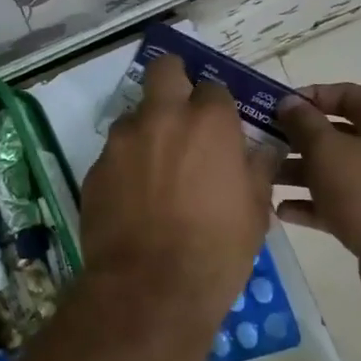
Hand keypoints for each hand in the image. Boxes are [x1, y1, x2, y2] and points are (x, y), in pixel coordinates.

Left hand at [80, 54, 281, 323]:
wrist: (150, 289)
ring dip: (147, 129)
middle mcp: (162, 117)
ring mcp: (123, 140)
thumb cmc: (216, 250)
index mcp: (208, 122)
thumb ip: (258, 168)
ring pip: (135, 114)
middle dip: (173, 81)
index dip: (217, 106)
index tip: (219, 128)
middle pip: (164, 70)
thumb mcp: (255, 211)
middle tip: (181, 111)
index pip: (214, 88)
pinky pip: (115, 152)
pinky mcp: (95, 167)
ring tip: (157, 168)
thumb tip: (265, 148)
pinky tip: (135, 196)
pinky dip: (127, 163)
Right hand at [275, 83, 360, 295]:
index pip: (346, 95)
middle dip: (297, 138)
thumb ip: (304, 123)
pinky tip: (280, 211)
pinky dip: (310, 205)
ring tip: (263, 178)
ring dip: (298, 172)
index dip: (311, 96)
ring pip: (332, 171)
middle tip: (260, 143)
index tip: (275, 107)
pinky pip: (335, 204)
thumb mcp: (329, 149)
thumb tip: (289, 103)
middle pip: (335, 134)